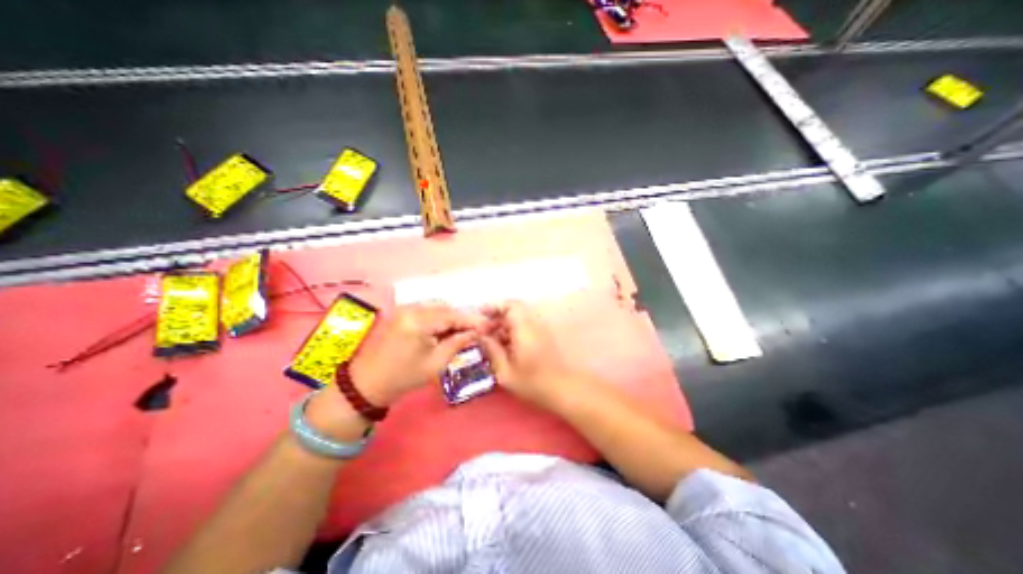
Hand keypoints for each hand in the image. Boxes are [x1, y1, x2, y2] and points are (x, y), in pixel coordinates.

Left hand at [351, 303, 482, 404]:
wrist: (367, 384)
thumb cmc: (403, 377)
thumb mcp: (435, 363)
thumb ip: (457, 343)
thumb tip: (475, 333)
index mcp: (418, 321)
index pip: (452, 315)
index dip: (472, 320)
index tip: (488, 326)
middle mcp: (411, 309)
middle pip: (445, 307)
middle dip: (462, 318)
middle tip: (477, 330)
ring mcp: (404, 309)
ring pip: (437, 307)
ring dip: (451, 317)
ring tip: (463, 331)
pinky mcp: (402, 313)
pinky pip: (427, 310)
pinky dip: (440, 318)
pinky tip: (446, 330)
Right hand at [477, 300, 579, 407]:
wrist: (564, 390)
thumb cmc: (534, 383)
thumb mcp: (506, 372)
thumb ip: (492, 351)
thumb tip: (481, 336)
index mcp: (524, 329)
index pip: (510, 305)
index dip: (494, 306)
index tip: (480, 315)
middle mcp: (533, 325)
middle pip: (512, 311)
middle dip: (495, 318)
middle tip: (482, 333)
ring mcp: (539, 331)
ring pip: (517, 320)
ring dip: (503, 327)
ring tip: (490, 343)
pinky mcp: (542, 338)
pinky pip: (523, 328)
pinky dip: (511, 333)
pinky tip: (503, 349)